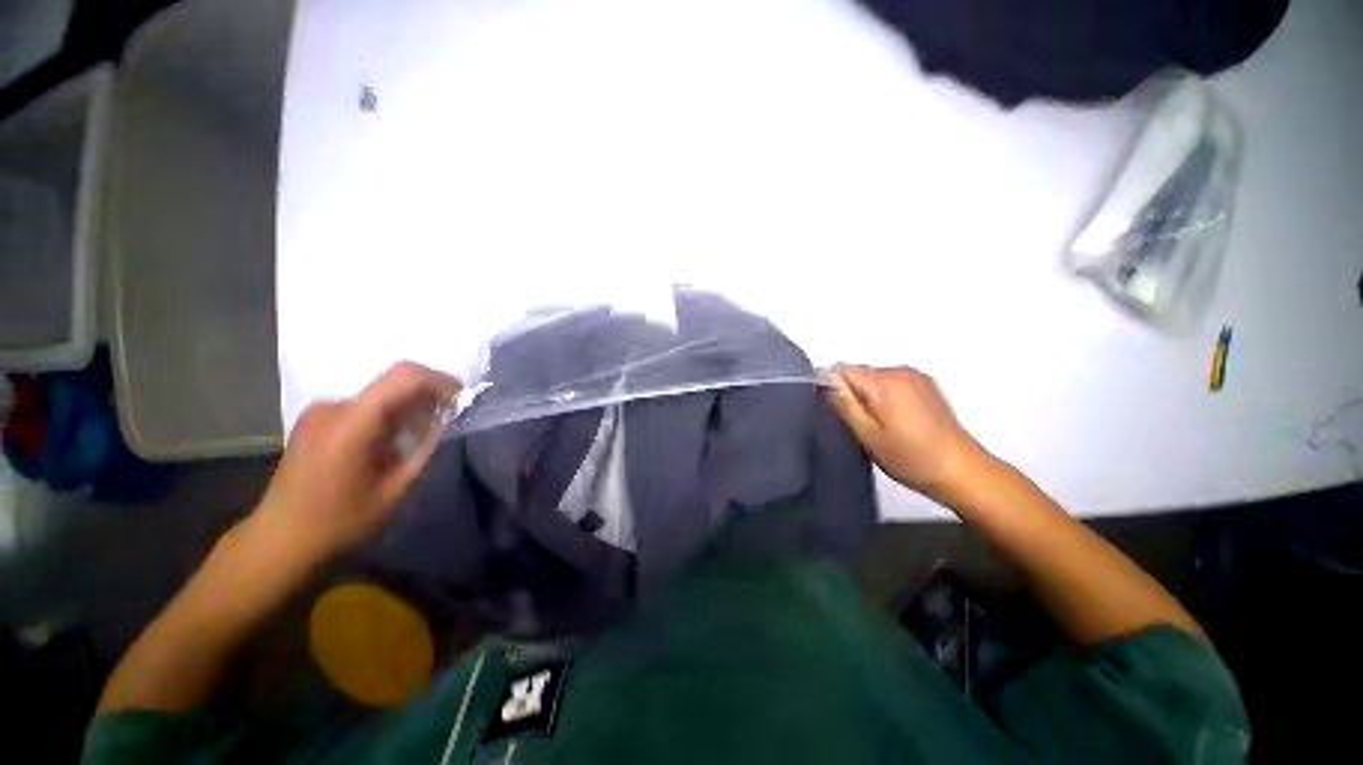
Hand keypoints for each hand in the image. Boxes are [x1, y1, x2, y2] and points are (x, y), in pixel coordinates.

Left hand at [249, 362, 460, 566]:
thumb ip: (424, 447)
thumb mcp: (394, 491)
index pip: (404, 377)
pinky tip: (392, 443)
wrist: (279, 543)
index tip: (462, 400)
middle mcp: (333, 407)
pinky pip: (367, 405)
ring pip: (382, 395)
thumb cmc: (339, 524)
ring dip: (409, 409)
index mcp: (350, 424)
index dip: (441, 381)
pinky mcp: (317, 420)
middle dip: (428, 397)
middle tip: (445, 424)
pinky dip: (390, 416)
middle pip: (394, 384)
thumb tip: (446, 417)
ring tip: (417, 441)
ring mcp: (320, 412)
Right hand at [827, 365, 986, 503]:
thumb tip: (826, 381)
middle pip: (858, 373)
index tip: (839, 414)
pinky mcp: (927, 385)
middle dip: (853, 395)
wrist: (963, 471)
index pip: (840, 370)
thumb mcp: (868, 435)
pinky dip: (887, 398)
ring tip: (882, 428)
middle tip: (862, 427)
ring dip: (870, 398)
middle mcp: (900, 370)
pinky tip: (899, 422)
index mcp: (883, 381)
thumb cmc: (910, 457)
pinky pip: (893, 384)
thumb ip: (844, 404)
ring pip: (875, 379)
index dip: (833, 389)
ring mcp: (917, 377)